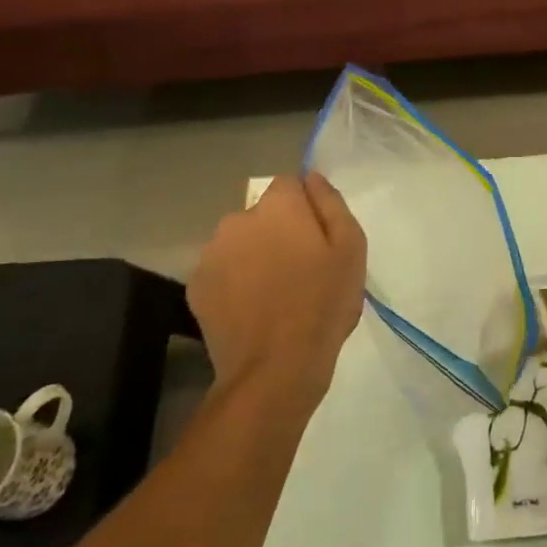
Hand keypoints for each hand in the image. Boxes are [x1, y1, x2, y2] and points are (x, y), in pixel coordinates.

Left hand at [189, 173, 367, 409]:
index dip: (306, 208)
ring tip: (274, 293)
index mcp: (278, 206)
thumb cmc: (323, 304)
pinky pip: (222, 270)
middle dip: (278, 231)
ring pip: (239, 242)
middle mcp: (238, 219)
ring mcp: (211, 253)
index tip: (318, 239)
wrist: (274, 369)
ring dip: (254, 255)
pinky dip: (235, 281)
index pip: (290, 184)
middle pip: (262, 214)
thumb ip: (331, 204)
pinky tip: (252, 309)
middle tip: (300, 269)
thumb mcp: (351, 248)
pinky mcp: (195, 286)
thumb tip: (312, 177)